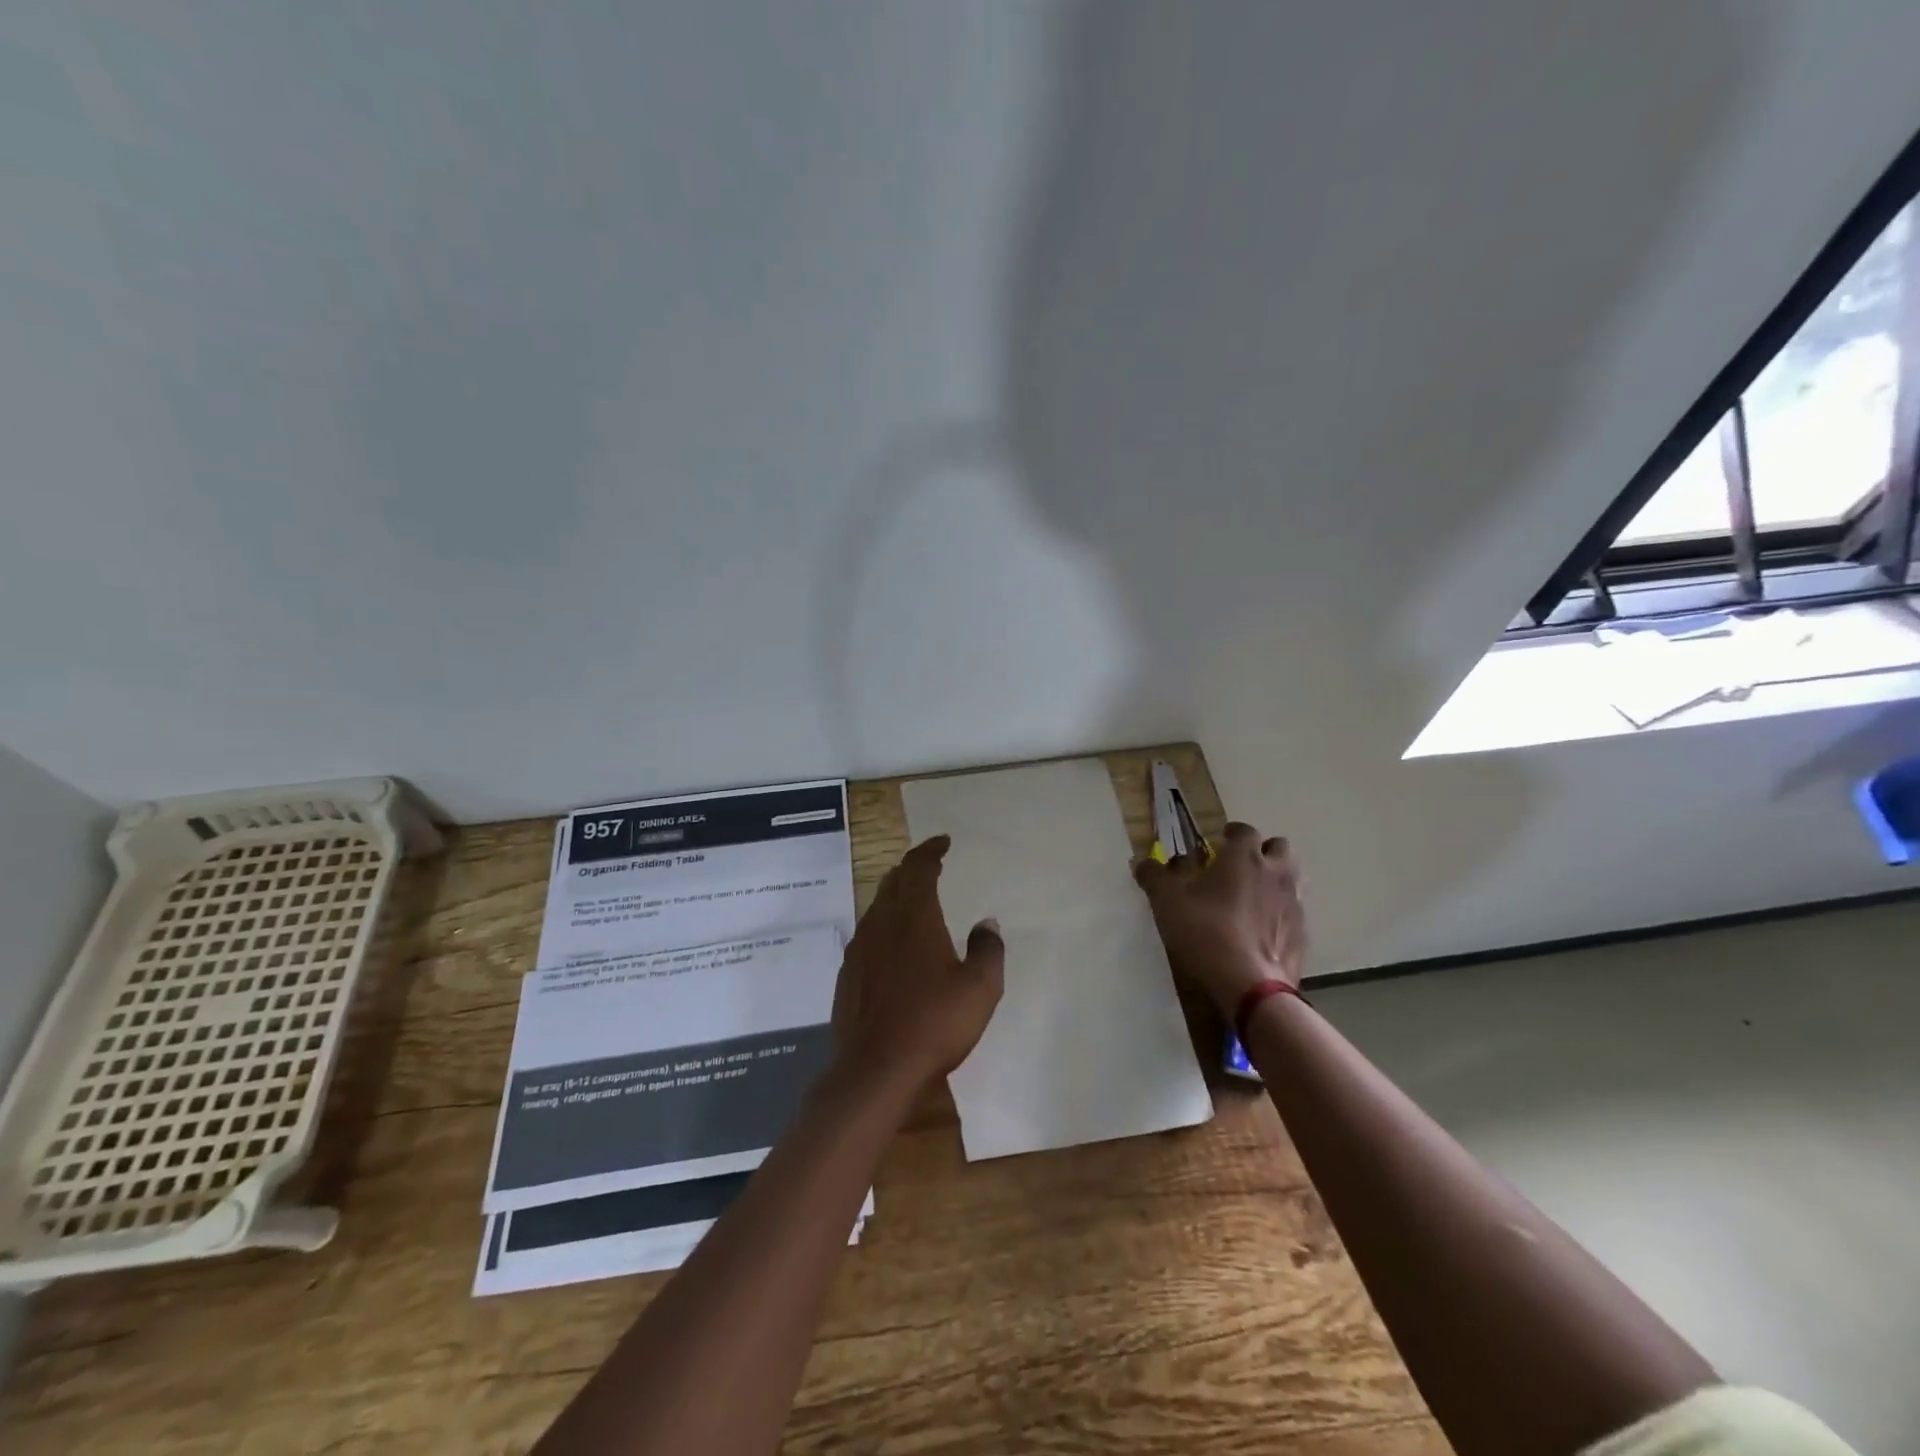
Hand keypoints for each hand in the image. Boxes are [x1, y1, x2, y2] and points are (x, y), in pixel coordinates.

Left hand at [830, 835, 1004, 1093]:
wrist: (875, 1070)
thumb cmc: (934, 1024)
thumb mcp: (980, 989)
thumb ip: (987, 950)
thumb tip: (986, 924)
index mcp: (914, 918)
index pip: (918, 868)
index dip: (930, 850)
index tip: (944, 842)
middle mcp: (882, 924)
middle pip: (893, 882)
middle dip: (912, 869)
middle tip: (931, 868)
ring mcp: (860, 950)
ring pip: (876, 907)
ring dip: (896, 896)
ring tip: (915, 904)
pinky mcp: (848, 975)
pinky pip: (867, 935)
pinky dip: (884, 926)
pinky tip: (893, 948)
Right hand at [1134, 822, 1304, 1015]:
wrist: (1249, 984)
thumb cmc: (1205, 931)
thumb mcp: (1166, 900)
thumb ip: (1154, 876)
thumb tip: (1142, 862)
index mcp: (1245, 857)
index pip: (1245, 830)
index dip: (1232, 834)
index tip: (1219, 842)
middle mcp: (1276, 872)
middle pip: (1279, 847)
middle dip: (1262, 851)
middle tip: (1240, 866)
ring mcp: (1294, 903)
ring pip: (1292, 877)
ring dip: (1275, 879)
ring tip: (1253, 895)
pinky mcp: (1302, 933)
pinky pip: (1293, 911)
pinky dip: (1280, 912)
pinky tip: (1262, 929)